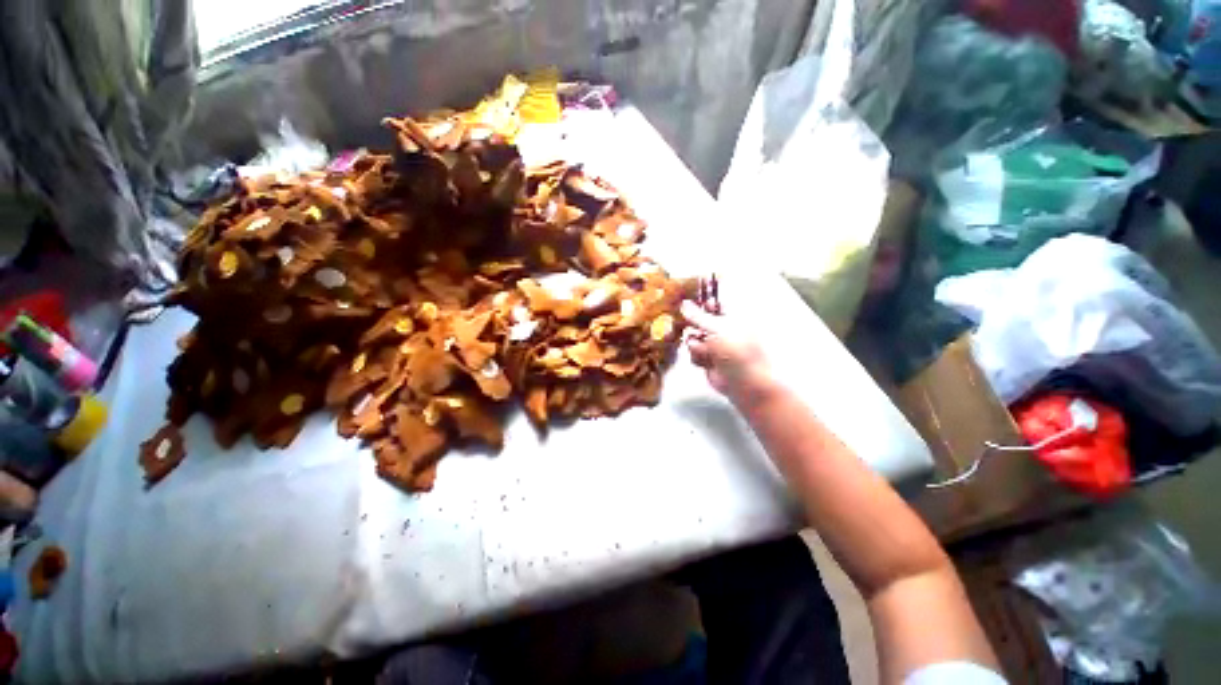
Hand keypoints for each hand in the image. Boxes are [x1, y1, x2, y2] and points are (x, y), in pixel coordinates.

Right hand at [681, 301, 775, 405]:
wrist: (745, 382)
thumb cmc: (737, 350)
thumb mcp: (717, 328)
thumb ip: (698, 316)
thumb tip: (684, 304)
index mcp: (730, 315)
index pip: (713, 300)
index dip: (699, 297)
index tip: (684, 294)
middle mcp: (721, 327)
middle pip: (699, 319)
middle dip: (691, 322)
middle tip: (681, 320)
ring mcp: (714, 344)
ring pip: (693, 336)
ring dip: (696, 343)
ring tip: (705, 350)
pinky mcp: (707, 359)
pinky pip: (694, 352)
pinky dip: (698, 356)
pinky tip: (706, 361)